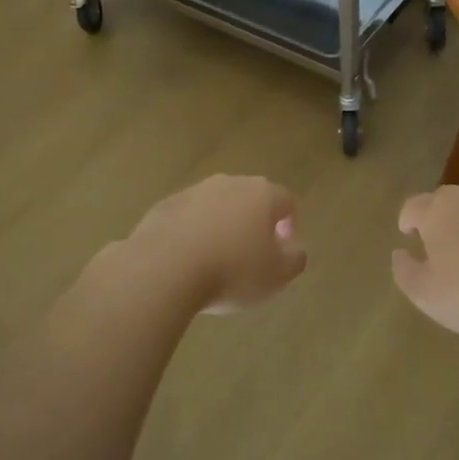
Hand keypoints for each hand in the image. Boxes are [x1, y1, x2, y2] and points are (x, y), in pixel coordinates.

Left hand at [130, 174, 306, 312]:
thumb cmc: (232, 271)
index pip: (286, 201)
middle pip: (250, 199)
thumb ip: (294, 260)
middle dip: (254, 223)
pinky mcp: (164, 206)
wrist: (163, 268)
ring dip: (221, 226)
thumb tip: (295, 250)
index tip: (283, 250)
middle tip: (252, 255)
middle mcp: (229, 183)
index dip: (290, 225)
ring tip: (217, 260)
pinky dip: (192, 233)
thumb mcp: (277, 276)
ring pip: (216, 206)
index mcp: (261, 194)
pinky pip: (187, 218)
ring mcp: (193, 191)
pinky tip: (188, 260)